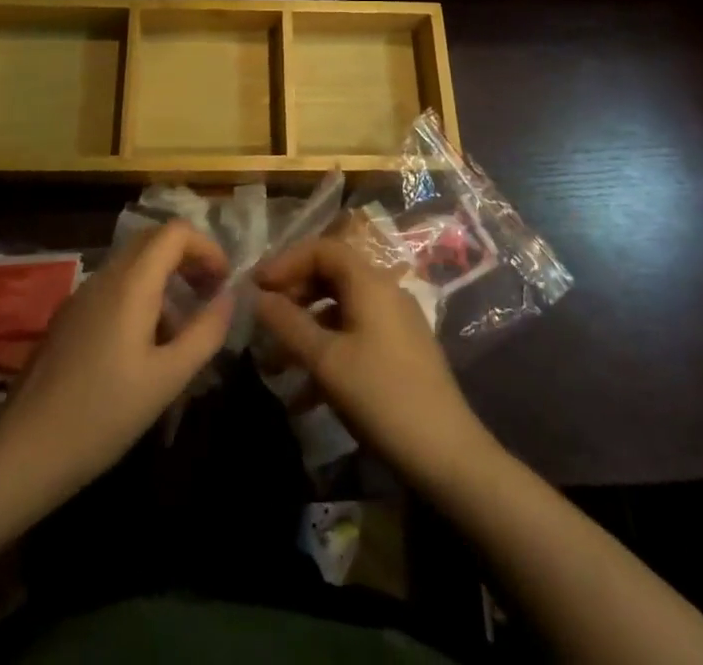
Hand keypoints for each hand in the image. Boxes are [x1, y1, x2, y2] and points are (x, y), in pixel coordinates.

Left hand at [0, 221, 232, 496]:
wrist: (24, 453)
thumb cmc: (103, 415)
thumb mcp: (167, 379)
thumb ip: (205, 332)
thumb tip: (229, 297)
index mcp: (131, 283)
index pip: (175, 231)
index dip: (206, 247)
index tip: (223, 282)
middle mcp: (105, 277)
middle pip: (153, 240)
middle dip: (187, 258)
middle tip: (208, 294)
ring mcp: (81, 296)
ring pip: (133, 264)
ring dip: (165, 280)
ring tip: (182, 330)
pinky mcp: (68, 318)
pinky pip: (113, 287)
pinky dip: (141, 297)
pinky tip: (144, 348)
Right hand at [254, 238, 493, 487]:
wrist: (446, 454)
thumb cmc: (381, 396)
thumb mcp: (326, 360)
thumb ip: (288, 324)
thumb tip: (257, 297)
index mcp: (370, 282)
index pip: (323, 248)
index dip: (286, 261)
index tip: (256, 287)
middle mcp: (385, 291)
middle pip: (332, 275)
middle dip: (294, 294)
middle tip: (264, 320)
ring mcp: (396, 322)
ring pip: (341, 309)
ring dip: (306, 328)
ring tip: (276, 362)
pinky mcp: (400, 351)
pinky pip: (355, 335)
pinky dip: (327, 350)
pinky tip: (304, 394)